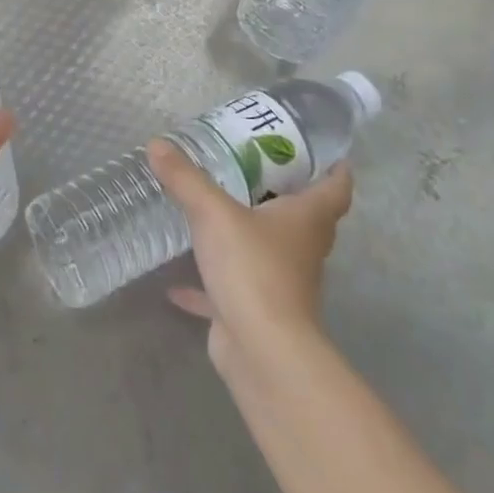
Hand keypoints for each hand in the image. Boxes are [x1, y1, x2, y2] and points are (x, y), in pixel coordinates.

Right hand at [150, 139, 352, 379]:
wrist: (262, 349)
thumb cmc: (252, 268)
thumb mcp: (213, 213)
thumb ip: (185, 178)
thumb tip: (157, 143)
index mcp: (306, 220)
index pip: (335, 188)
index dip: (335, 167)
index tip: (324, 149)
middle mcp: (301, 249)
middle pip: (304, 217)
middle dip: (285, 192)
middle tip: (254, 164)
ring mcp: (281, 283)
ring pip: (270, 251)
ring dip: (250, 234)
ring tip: (219, 209)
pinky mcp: (256, 311)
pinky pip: (231, 289)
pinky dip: (208, 284)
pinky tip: (176, 282)